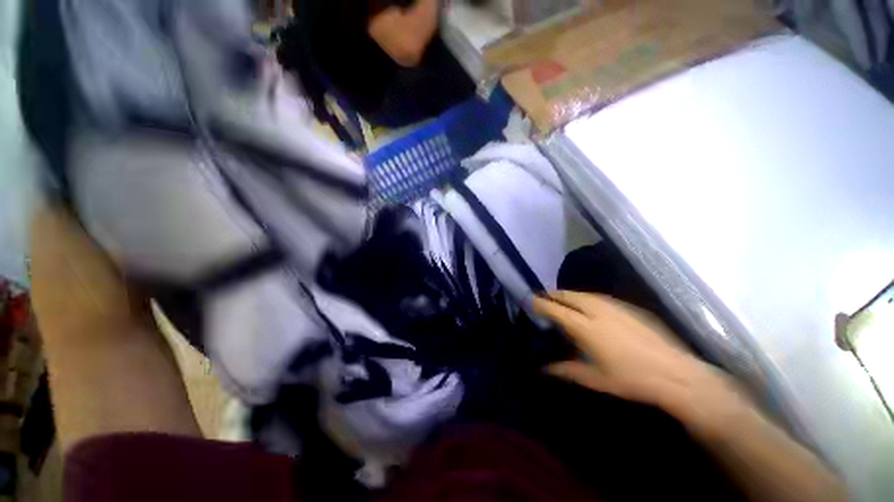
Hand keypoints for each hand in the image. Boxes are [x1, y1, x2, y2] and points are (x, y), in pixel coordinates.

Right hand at [533, 291, 750, 435]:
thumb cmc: (631, 380)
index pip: (555, 309)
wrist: (676, 374)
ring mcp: (614, 306)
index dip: (539, 303)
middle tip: (542, 298)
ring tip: (560, 299)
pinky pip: (598, 297)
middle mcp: (596, 310)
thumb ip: (564, 370)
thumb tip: (542, 368)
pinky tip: (587, 305)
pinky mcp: (628, 307)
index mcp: (585, 327)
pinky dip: (585, 297)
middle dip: (552, 294)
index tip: (529, 301)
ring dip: (568, 294)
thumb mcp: (593, 379)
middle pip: (567, 295)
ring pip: (583, 293)